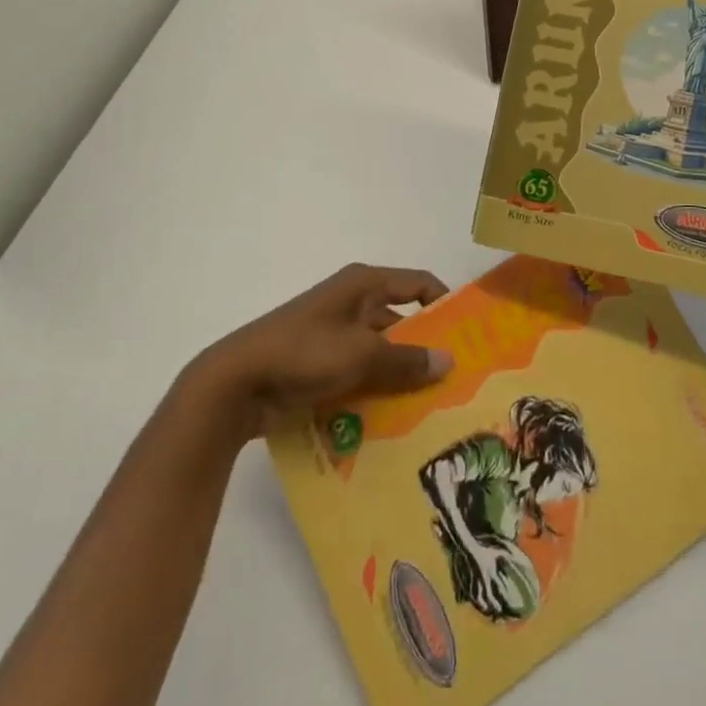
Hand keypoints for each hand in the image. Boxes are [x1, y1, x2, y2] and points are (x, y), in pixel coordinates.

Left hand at [183, 264, 454, 437]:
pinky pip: (359, 373)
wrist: (236, 383)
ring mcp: (334, 335)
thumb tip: (449, 361)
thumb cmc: (304, 351)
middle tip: (456, 381)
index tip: (468, 333)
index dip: (443, 303)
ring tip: (432, 409)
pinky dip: (376, 390)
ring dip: (400, 376)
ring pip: (380, 352)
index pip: (417, 283)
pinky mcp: (320, 364)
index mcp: (363, 284)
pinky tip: (394, 421)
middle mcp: (352, 303)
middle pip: (400, 321)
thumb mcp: (361, 354)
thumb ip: (406, 359)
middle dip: (424, 348)